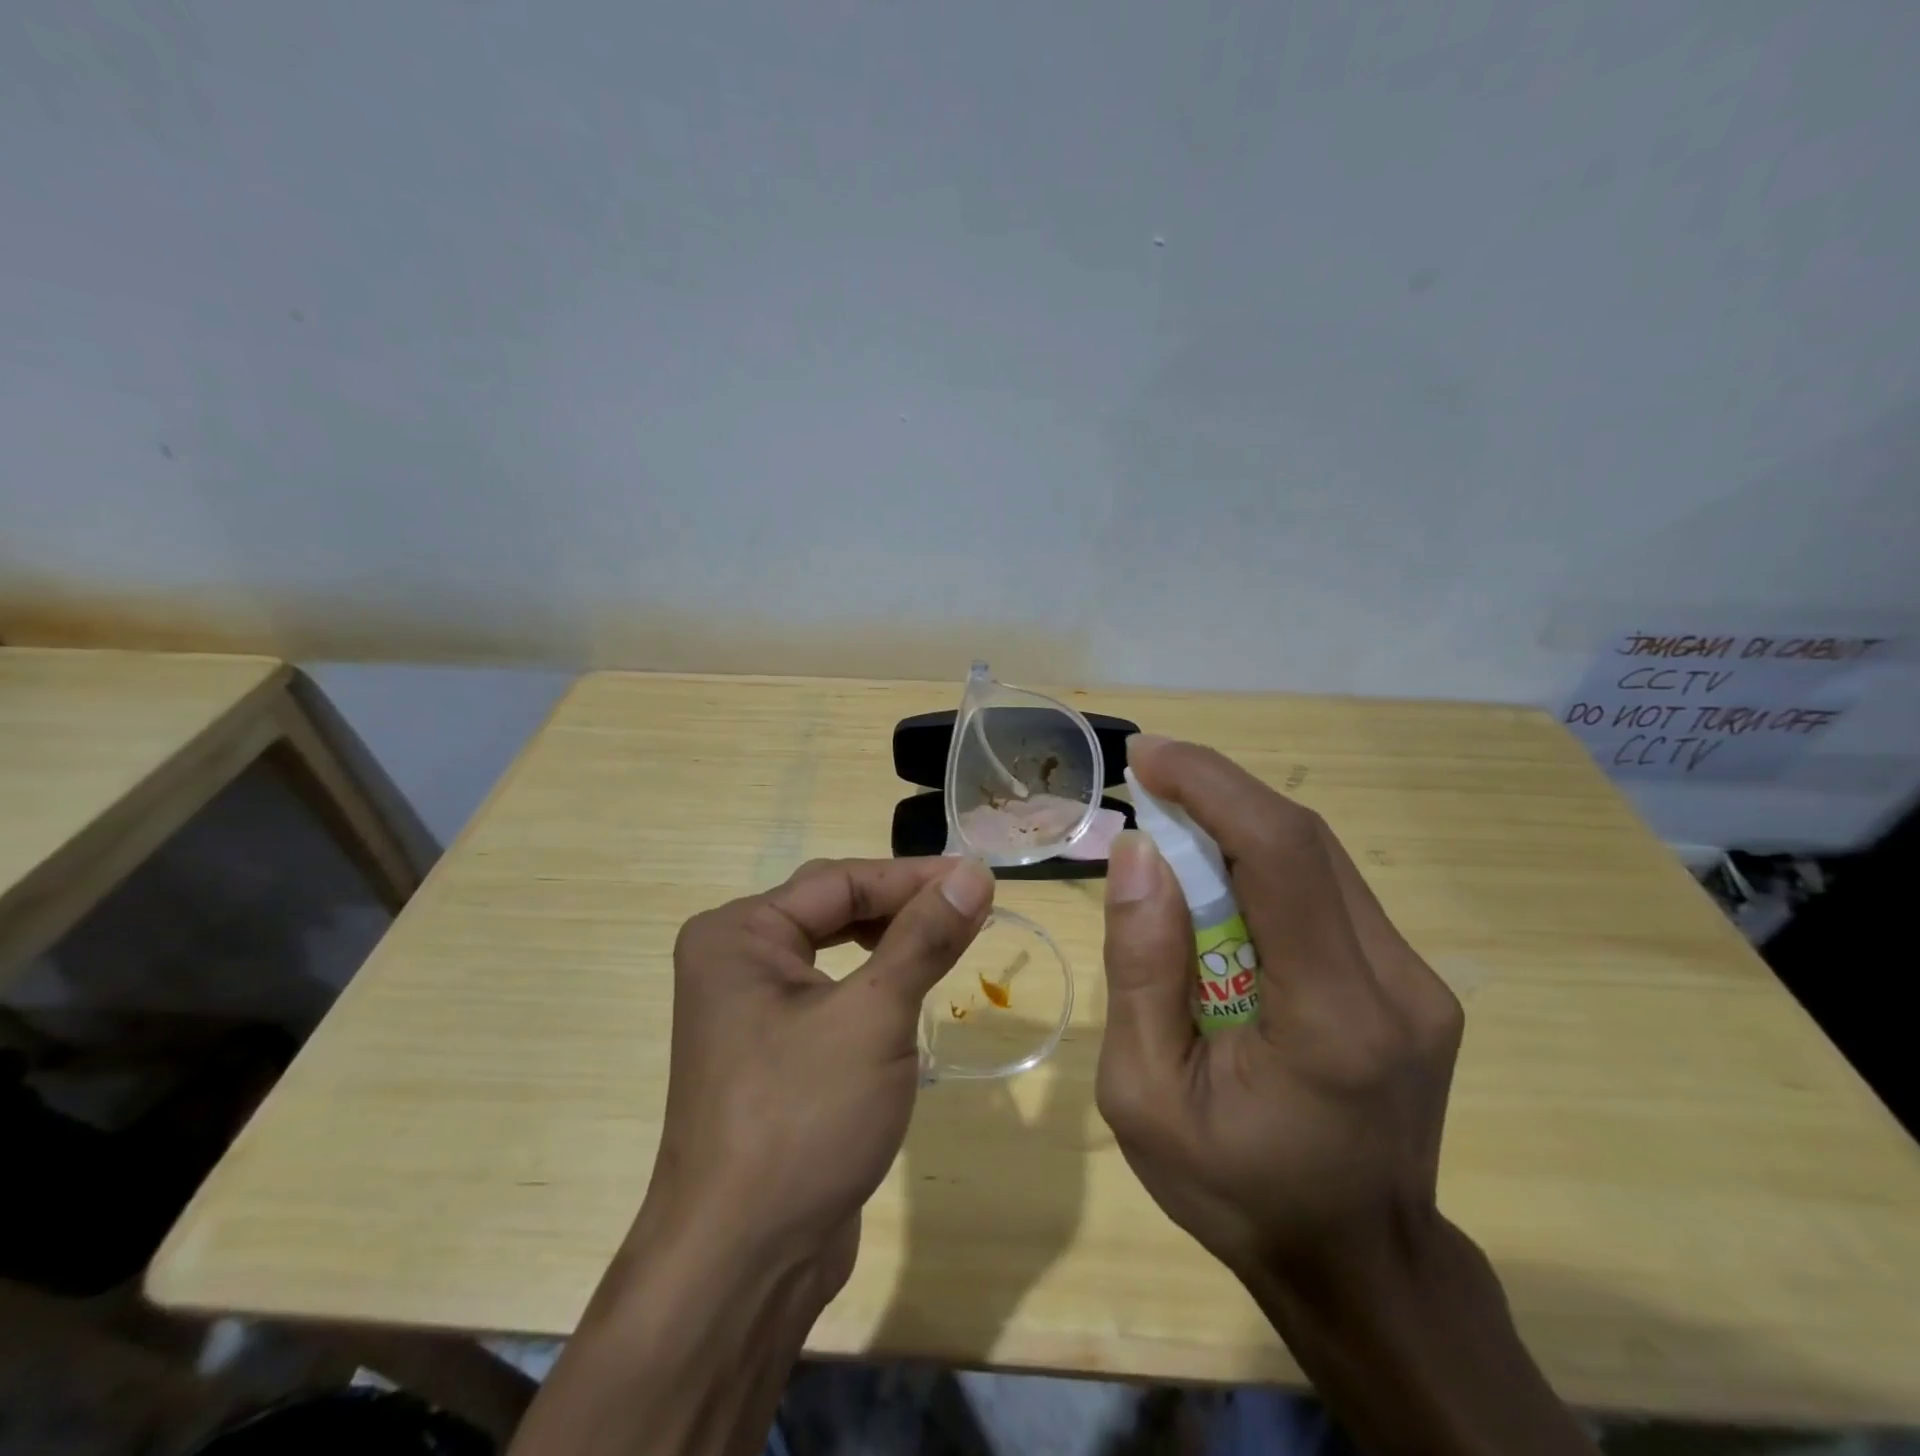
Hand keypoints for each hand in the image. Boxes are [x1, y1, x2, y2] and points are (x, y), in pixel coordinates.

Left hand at [641, 855, 994, 1287]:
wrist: (742, 1264)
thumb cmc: (803, 1121)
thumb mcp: (874, 1017)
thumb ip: (923, 938)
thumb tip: (973, 873)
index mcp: (738, 933)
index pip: (840, 881)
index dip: (914, 877)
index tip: (980, 879)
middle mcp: (734, 958)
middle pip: (833, 907)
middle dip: (903, 905)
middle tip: (971, 907)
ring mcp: (748, 1007)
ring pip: (833, 949)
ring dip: (892, 941)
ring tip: (951, 937)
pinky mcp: (770, 1048)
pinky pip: (830, 991)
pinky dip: (874, 981)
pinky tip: (911, 986)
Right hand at [1097, 735, 1463, 1287]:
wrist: (1360, 1267)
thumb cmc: (1237, 1193)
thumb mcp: (1145, 1096)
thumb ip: (1141, 970)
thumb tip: (1138, 854)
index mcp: (1332, 1020)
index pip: (1281, 856)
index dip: (1213, 787)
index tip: (1148, 757)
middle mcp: (1396, 985)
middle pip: (1305, 842)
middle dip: (1218, 794)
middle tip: (1147, 782)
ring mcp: (1418, 982)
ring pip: (1320, 859)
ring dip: (1239, 825)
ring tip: (1172, 826)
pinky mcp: (1413, 984)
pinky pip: (1329, 892)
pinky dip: (1265, 865)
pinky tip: (1219, 883)